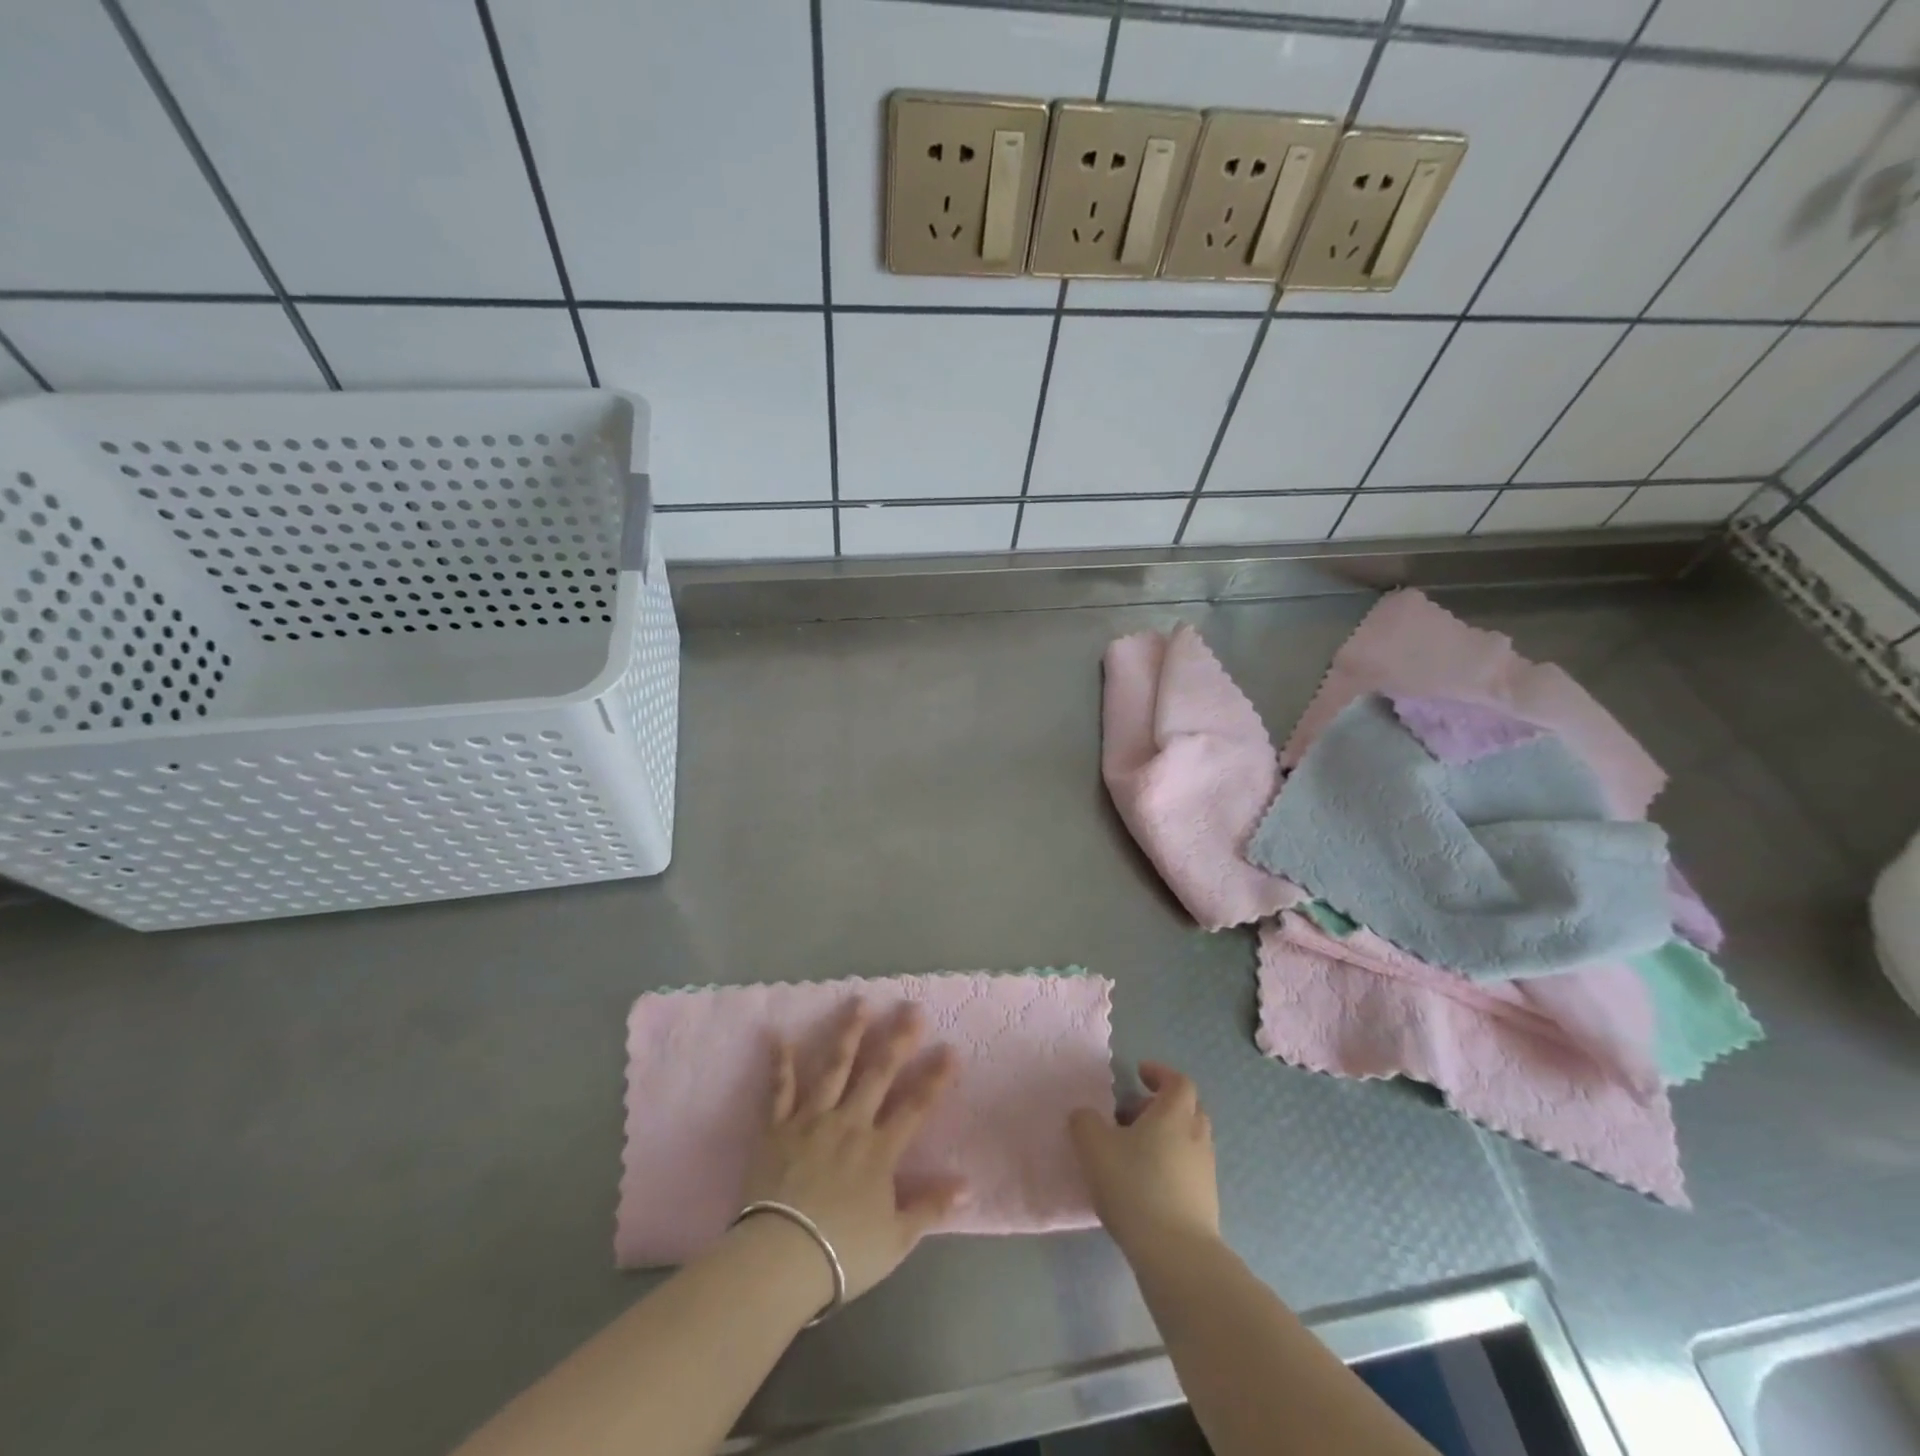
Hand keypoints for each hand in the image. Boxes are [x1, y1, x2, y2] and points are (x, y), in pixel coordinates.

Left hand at [741, 1001, 963, 1304]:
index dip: (935, 1078)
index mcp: (879, 1149)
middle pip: (878, 1074)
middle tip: (911, 1008)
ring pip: (834, 1068)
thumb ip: (930, 1207)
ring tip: (860, 1003)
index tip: (951, 1048)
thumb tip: (968, 1185)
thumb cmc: (842, 1253)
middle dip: (898, 1039)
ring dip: (849, 1034)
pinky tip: (781, 1036)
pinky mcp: (777, 1128)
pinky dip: (781, 1063)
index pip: (915, 1106)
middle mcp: (849, 1123)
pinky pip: (780, 1090)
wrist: (779, 1258)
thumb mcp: (897, 1239)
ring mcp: (811, 1120)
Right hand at [1069, 1061, 1220, 1255]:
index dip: (1160, 1073)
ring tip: (1132, 1152)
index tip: (1138, 1074)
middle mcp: (1196, 1137)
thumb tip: (1086, 1115)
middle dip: (1160, 1106)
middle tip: (1131, 1115)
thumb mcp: (1094, 1147)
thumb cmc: (1135, 1187)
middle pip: (1186, 1109)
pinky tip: (1144, 1184)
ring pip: (1188, 1140)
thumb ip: (1085, 1122)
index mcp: (1174, 1115)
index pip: (1178, 1081)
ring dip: (1165, 1137)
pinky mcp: (1206, 1203)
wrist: (1176, 1255)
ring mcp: (1205, 1172)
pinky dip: (1169, 1165)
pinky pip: (1188, 1170)